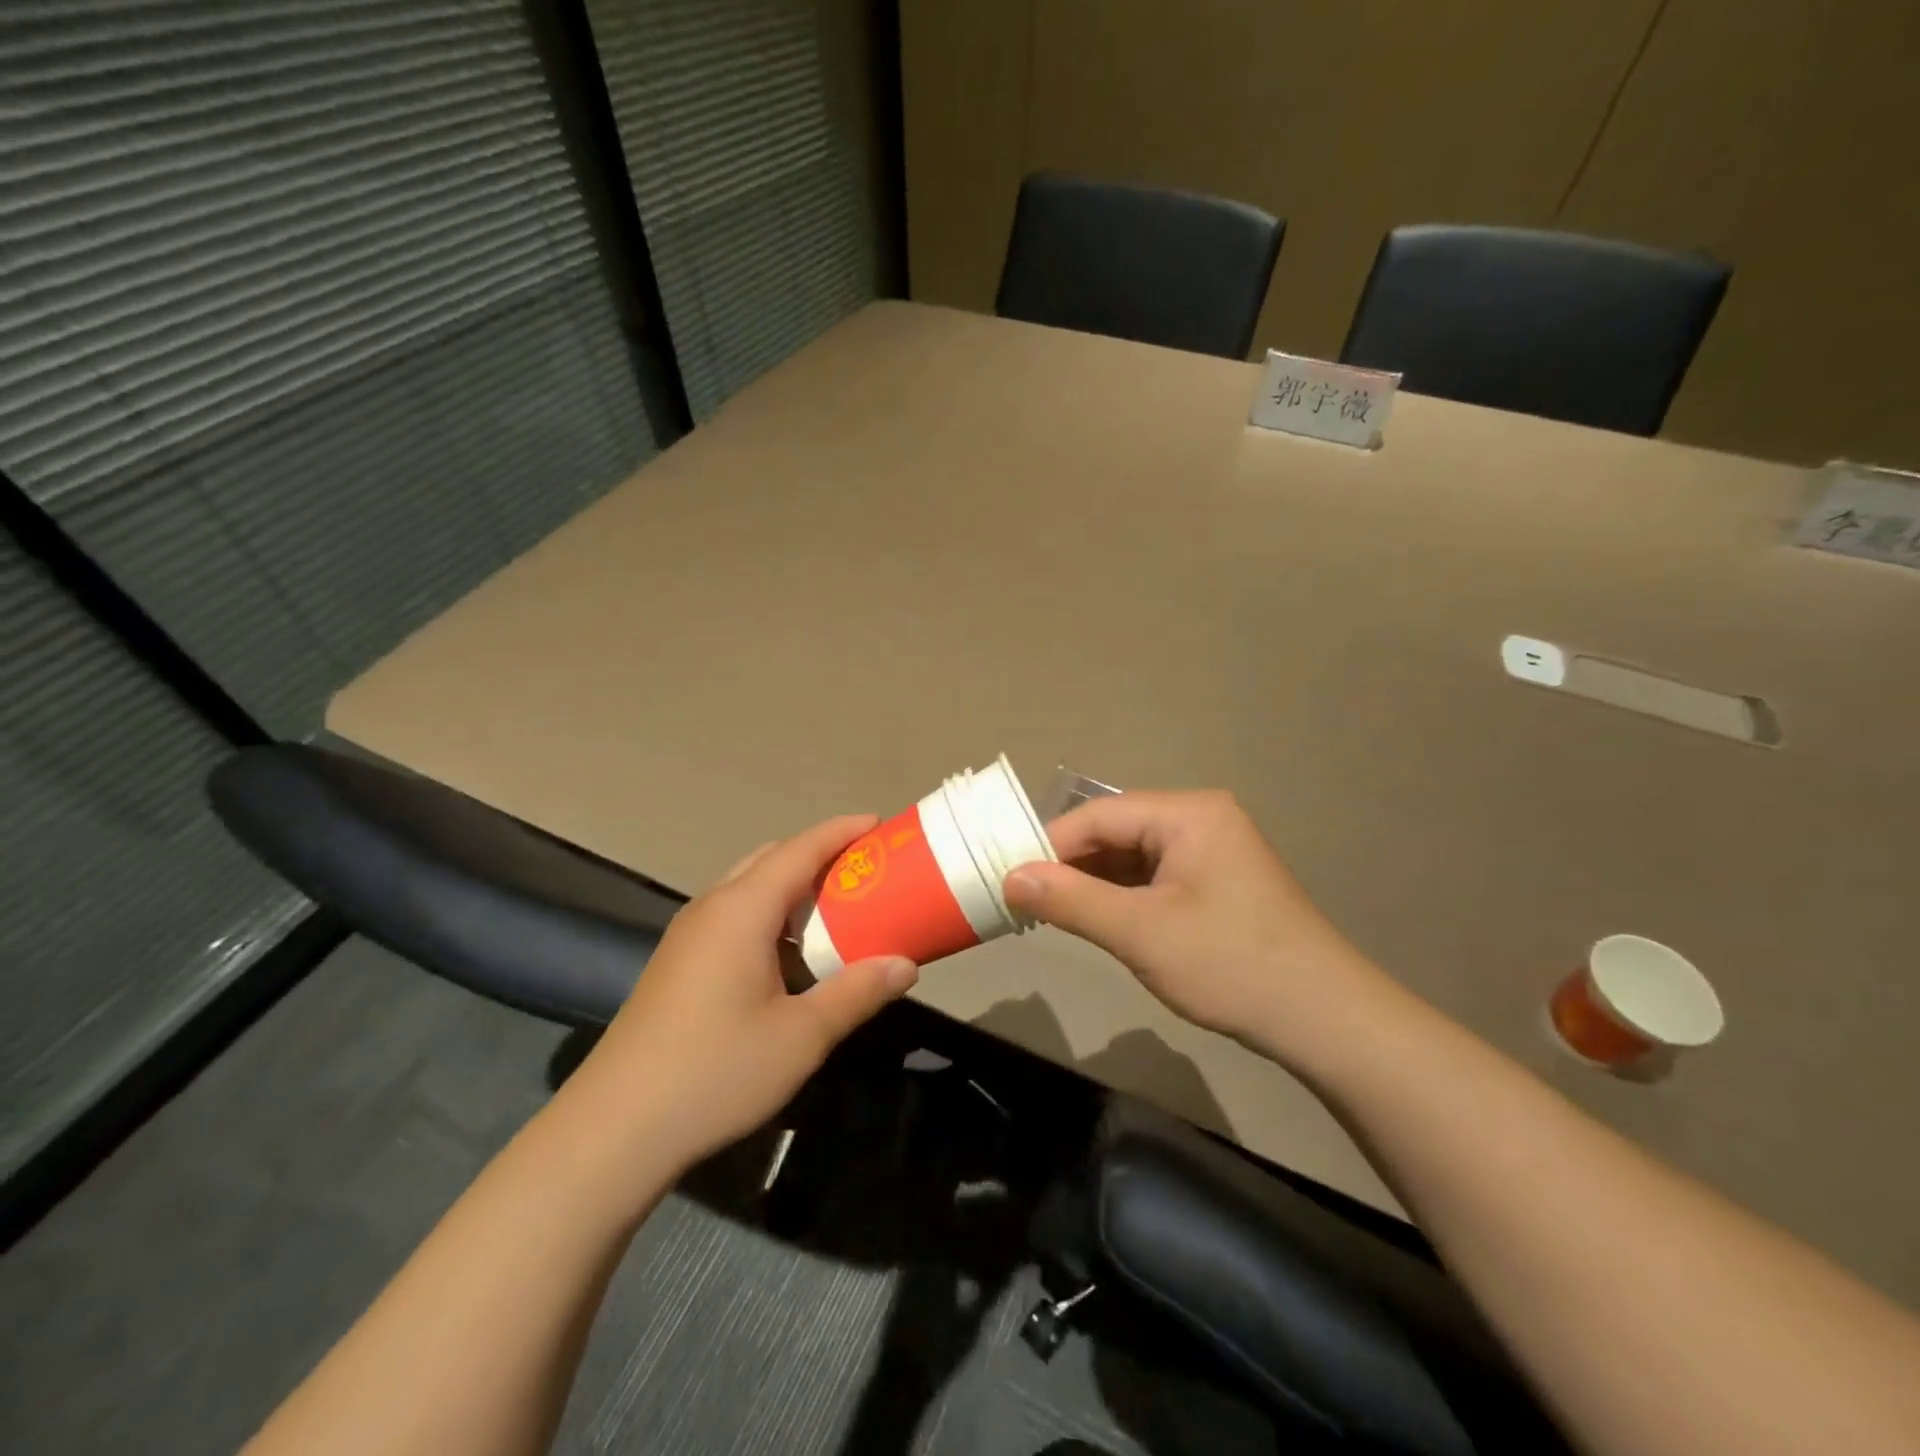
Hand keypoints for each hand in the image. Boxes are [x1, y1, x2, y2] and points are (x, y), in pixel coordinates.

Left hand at [564, 815, 918, 1175]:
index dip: (841, 831)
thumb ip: (856, 992)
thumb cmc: (716, 1071)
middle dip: (818, 853)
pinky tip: (789, 952)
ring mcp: (688, 936)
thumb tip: (905, 965)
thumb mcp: (801, 1036)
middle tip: (864, 868)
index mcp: (742, 910)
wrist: (614, 1129)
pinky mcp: (677, 964)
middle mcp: (712, 908)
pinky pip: (733, 915)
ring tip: (835, 905)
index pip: (800, 849)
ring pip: (748, 887)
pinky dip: (770, 913)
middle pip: (771, 859)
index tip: (879, 823)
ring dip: (792, 885)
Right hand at [1003, 791, 1392, 1062]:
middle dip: (1069, 864)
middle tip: (1022, 896)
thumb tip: (1010, 878)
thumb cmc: (1230, 964)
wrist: (1324, 1020)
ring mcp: (1210, 851)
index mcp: (1188, 813)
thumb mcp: (1140, 932)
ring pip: (1132, 856)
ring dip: (1092, 882)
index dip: (1049, 844)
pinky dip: (1120, 895)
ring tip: (1047, 910)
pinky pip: (1153, 877)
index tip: (1007, 875)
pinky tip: (1093, 917)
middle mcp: (1200, 819)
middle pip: (1115, 831)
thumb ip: (1071, 900)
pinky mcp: (1215, 883)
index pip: (1098, 815)